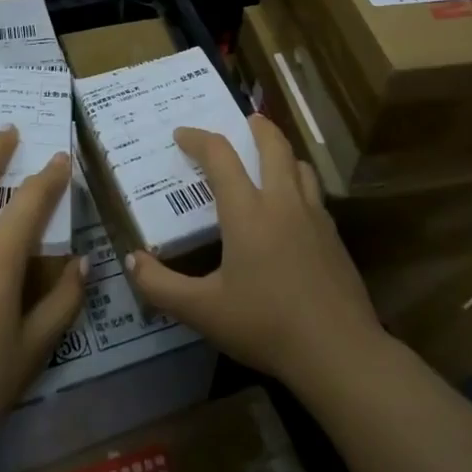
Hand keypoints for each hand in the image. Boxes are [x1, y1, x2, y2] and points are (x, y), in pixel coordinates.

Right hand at [125, 114, 386, 398]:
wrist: (338, 351)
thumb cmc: (265, 325)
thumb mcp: (203, 311)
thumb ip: (161, 286)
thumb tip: (132, 260)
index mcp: (247, 211)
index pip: (220, 156)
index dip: (198, 139)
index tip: (181, 134)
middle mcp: (282, 202)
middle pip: (273, 145)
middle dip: (257, 127)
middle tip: (244, 120)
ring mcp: (314, 217)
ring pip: (300, 165)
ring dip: (282, 152)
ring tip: (269, 158)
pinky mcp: (334, 236)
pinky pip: (314, 193)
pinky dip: (299, 182)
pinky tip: (293, 207)